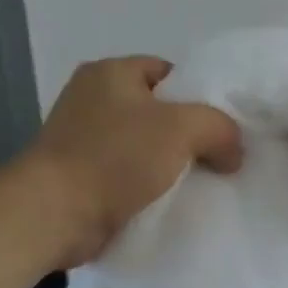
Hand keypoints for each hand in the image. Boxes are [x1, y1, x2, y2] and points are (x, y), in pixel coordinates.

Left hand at [22, 55, 242, 266]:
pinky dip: (146, 188)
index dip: (200, 96)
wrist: (54, 214)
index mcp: (110, 72)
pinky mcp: (78, 176)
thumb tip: (233, 151)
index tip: (223, 128)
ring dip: (169, 166)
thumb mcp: (181, 128)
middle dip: (188, 135)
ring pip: (142, 147)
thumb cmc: (114, 158)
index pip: (168, 73)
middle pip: (157, 111)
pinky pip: (125, 176)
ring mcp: (81, 139)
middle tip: (219, 159)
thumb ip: (219, 127)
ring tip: (200, 184)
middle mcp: (91, 98)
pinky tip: (170, 203)